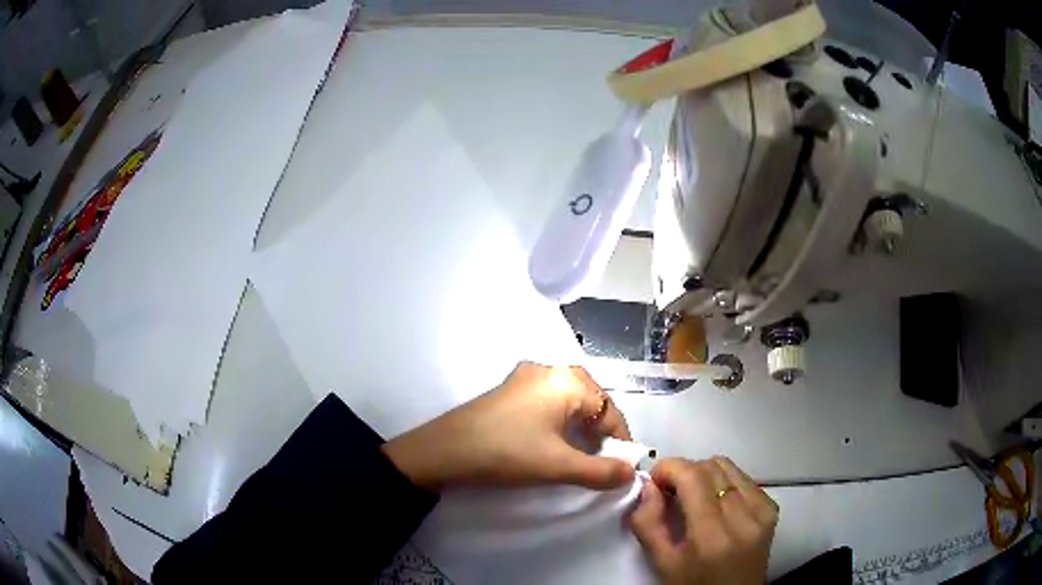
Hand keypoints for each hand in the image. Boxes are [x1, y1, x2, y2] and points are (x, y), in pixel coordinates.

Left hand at [382, 361, 633, 491]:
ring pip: (567, 400)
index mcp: (565, 381)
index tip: (625, 464)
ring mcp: (524, 378)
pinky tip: (552, 441)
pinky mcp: (508, 391)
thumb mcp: (558, 465)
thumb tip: (632, 473)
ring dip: (580, 426)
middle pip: (590, 400)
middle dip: (601, 430)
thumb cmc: (507, 453)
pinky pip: (546, 401)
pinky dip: (559, 421)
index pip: (609, 408)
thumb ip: (601, 471)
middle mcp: (548, 370)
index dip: (620, 438)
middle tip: (604, 458)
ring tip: (581, 453)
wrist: (444, 450)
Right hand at [630, 457, 777, 584]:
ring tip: (693, 497)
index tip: (654, 480)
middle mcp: (743, 517)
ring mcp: (762, 511)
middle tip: (669, 492)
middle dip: (683, 472)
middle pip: (710, 467)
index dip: (669, 468)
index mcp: (712, 535)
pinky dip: (724, 483)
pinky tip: (715, 504)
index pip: (693, 476)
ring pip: (727, 467)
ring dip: (704, 475)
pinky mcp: (772, 508)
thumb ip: (648, 523)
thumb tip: (648, 485)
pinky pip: (743, 478)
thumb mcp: (662, 563)